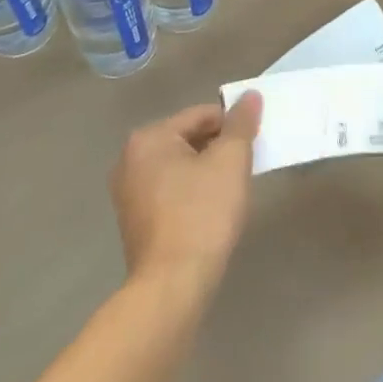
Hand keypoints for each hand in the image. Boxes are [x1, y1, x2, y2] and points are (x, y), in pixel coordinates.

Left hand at [110, 93, 262, 295]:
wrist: (173, 285)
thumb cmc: (203, 213)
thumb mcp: (231, 161)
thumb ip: (241, 123)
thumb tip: (250, 96)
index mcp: (149, 138)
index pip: (201, 115)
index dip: (232, 124)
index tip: (254, 142)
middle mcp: (130, 159)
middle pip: (187, 139)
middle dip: (218, 148)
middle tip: (245, 166)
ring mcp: (127, 192)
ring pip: (179, 166)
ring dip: (206, 170)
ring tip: (231, 190)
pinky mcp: (134, 220)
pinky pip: (169, 190)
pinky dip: (191, 192)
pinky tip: (210, 210)